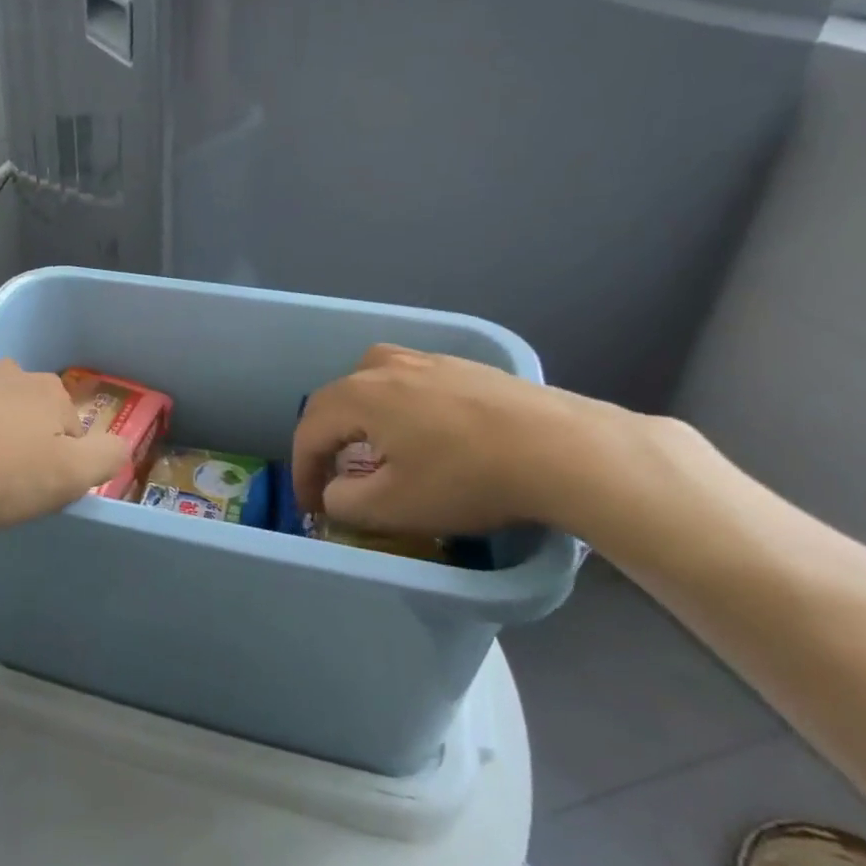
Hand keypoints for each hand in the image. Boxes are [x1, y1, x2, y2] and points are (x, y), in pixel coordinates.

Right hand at [292, 344, 611, 536]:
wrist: (562, 448)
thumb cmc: (467, 478)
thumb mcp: (394, 506)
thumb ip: (345, 502)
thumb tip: (336, 493)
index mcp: (359, 395)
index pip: (310, 431)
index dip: (302, 471)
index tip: (310, 506)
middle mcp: (385, 366)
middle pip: (336, 399)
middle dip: (326, 441)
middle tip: (333, 476)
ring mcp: (428, 359)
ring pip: (373, 382)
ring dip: (360, 416)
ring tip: (374, 445)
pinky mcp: (465, 366)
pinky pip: (411, 382)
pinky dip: (398, 407)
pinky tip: (426, 433)